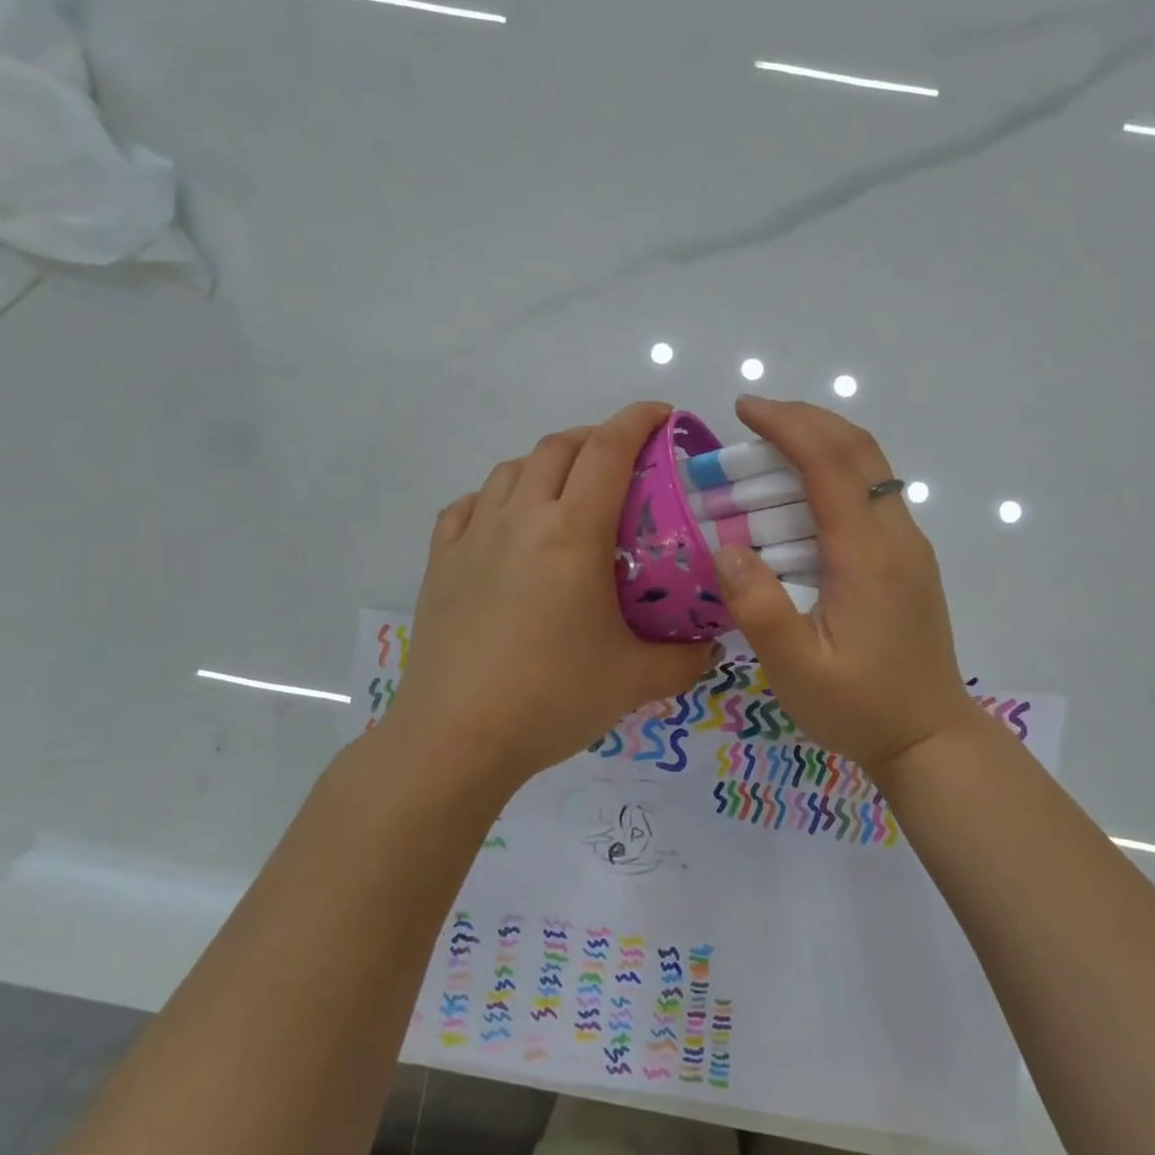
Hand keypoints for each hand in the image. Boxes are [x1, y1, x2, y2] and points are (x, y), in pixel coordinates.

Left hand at [387, 402, 718, 790]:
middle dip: (596, 437)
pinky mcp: (441, 563)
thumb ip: (685, 659)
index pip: (608, 450)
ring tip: (568, 489)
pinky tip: (506, 522)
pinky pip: (468, 506)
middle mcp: (521, 518)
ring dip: (546, 463)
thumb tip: (713, 647)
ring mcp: (474, 537)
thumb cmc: (552, 699)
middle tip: (624, 461)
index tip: (663, 415)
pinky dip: (495, 497)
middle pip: (558, 447)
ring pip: (510, 470)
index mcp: (573, 532)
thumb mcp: (635, 681)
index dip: (638, 421)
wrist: (455, 739)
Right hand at [710, 396, 981, 775]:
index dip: (787, 424)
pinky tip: (801, 498)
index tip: (743, 408)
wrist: (931, 739)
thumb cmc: (860, 708)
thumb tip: (725, 547)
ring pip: (871, 468)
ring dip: (822, 444)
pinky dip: (835, 474)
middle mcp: (897, 537)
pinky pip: (872, 496)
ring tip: (771, 449)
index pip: (829, 463)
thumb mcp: (796, 669)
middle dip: (806, 419)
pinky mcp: (909, 562)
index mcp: (868, 555)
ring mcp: (910, 547)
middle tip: (754, 419)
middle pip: (859, 449)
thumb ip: (758, 607)